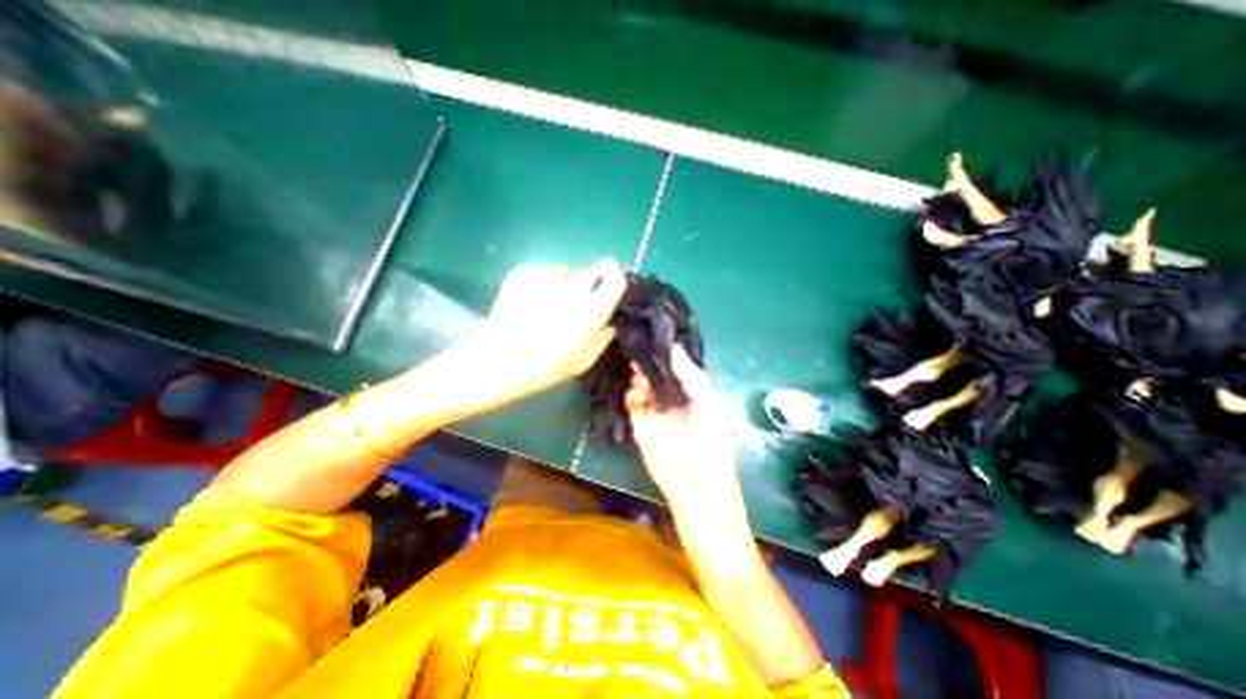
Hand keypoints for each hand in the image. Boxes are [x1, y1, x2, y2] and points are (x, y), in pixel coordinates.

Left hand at [456, 258, 628, 407]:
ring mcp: (547, 276)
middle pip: (591, 272)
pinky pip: (543, 273)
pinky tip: (530, 303)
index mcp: (593, 307)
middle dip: (589, 285)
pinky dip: (542, 284)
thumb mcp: (584, 361)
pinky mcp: (524, 272)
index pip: (615, 276)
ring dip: (565, 284)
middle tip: (576, 304)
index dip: (615, 277)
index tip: (609, 284)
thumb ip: (603, 338)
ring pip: (566, 272)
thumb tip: (611, 323)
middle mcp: (574, 285)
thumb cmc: (547, 367)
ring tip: (549, 306)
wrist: (499, 361)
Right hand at [623, 345, 738, 505]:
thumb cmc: (712, 440)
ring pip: (642, 385)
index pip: (676, 368)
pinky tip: (638, 393)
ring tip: (639, 371)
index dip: (667, 354)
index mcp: (692, 392)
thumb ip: (691, 375)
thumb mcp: (708, 402)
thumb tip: (674, 347)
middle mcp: (672, 398)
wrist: (697, 481)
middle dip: (650, 362)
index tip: (656, 337)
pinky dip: (632, 395)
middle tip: (642, 351)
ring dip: (639, 376)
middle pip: (656, 374)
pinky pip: (632, 403)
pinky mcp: (640, 424)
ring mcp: (655, 411)